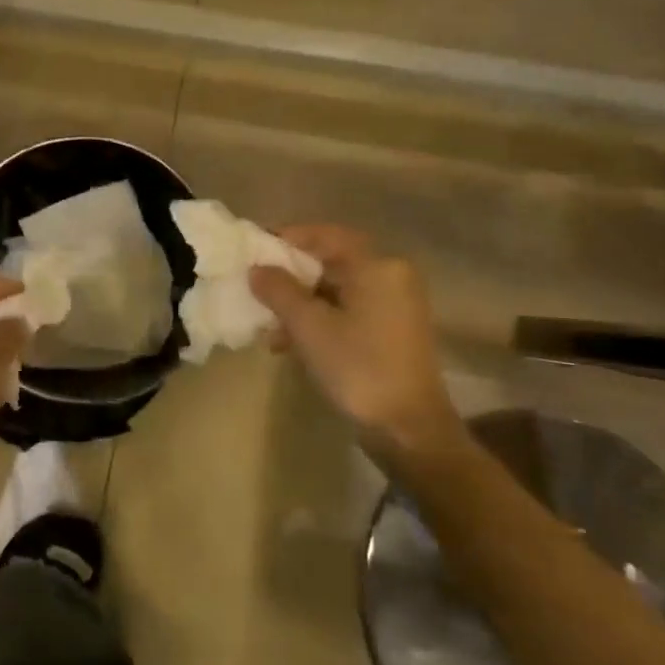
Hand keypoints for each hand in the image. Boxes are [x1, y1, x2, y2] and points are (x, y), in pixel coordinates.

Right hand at [250, 226, 465, 464]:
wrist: (408, 429)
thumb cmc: (359, 368)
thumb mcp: (310, 327)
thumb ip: (280, 291)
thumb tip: (257, 269)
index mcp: (377, 266)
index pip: (326, 235)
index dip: (288, 238)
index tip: (255, 248)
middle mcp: (391, 276)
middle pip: (331, 262)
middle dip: (291, 276)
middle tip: (257, 286)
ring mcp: (394, 305)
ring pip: (337, 290)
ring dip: (301, 303)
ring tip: (268, 326)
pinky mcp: (392, 331)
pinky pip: (348, 311)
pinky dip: (319, 319)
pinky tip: (289, 343)